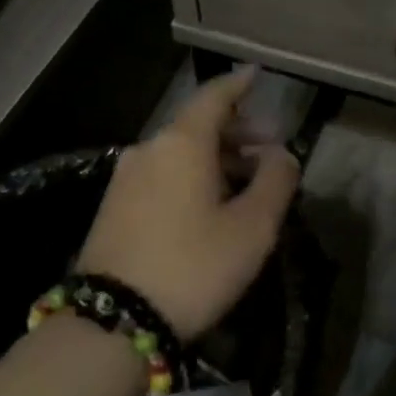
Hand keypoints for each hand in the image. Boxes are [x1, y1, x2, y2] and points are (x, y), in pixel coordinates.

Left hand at [78, 69, 299, 341]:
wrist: (113, 322)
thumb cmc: (193, 266)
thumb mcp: (252, 227)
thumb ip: (276, 181)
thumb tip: (282, 155)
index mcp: (182, 142)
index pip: (215, 96)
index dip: (239, 83)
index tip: (258, 73)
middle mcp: (150, 148)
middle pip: (198, 125)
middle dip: (238, 130)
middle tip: (272, 145)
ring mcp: (126, 177)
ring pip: (180, 151)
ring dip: (218, 157)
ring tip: (248, 178)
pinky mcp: (115, 206)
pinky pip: (163, 173)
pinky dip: (193, 174)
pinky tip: (212, 201)